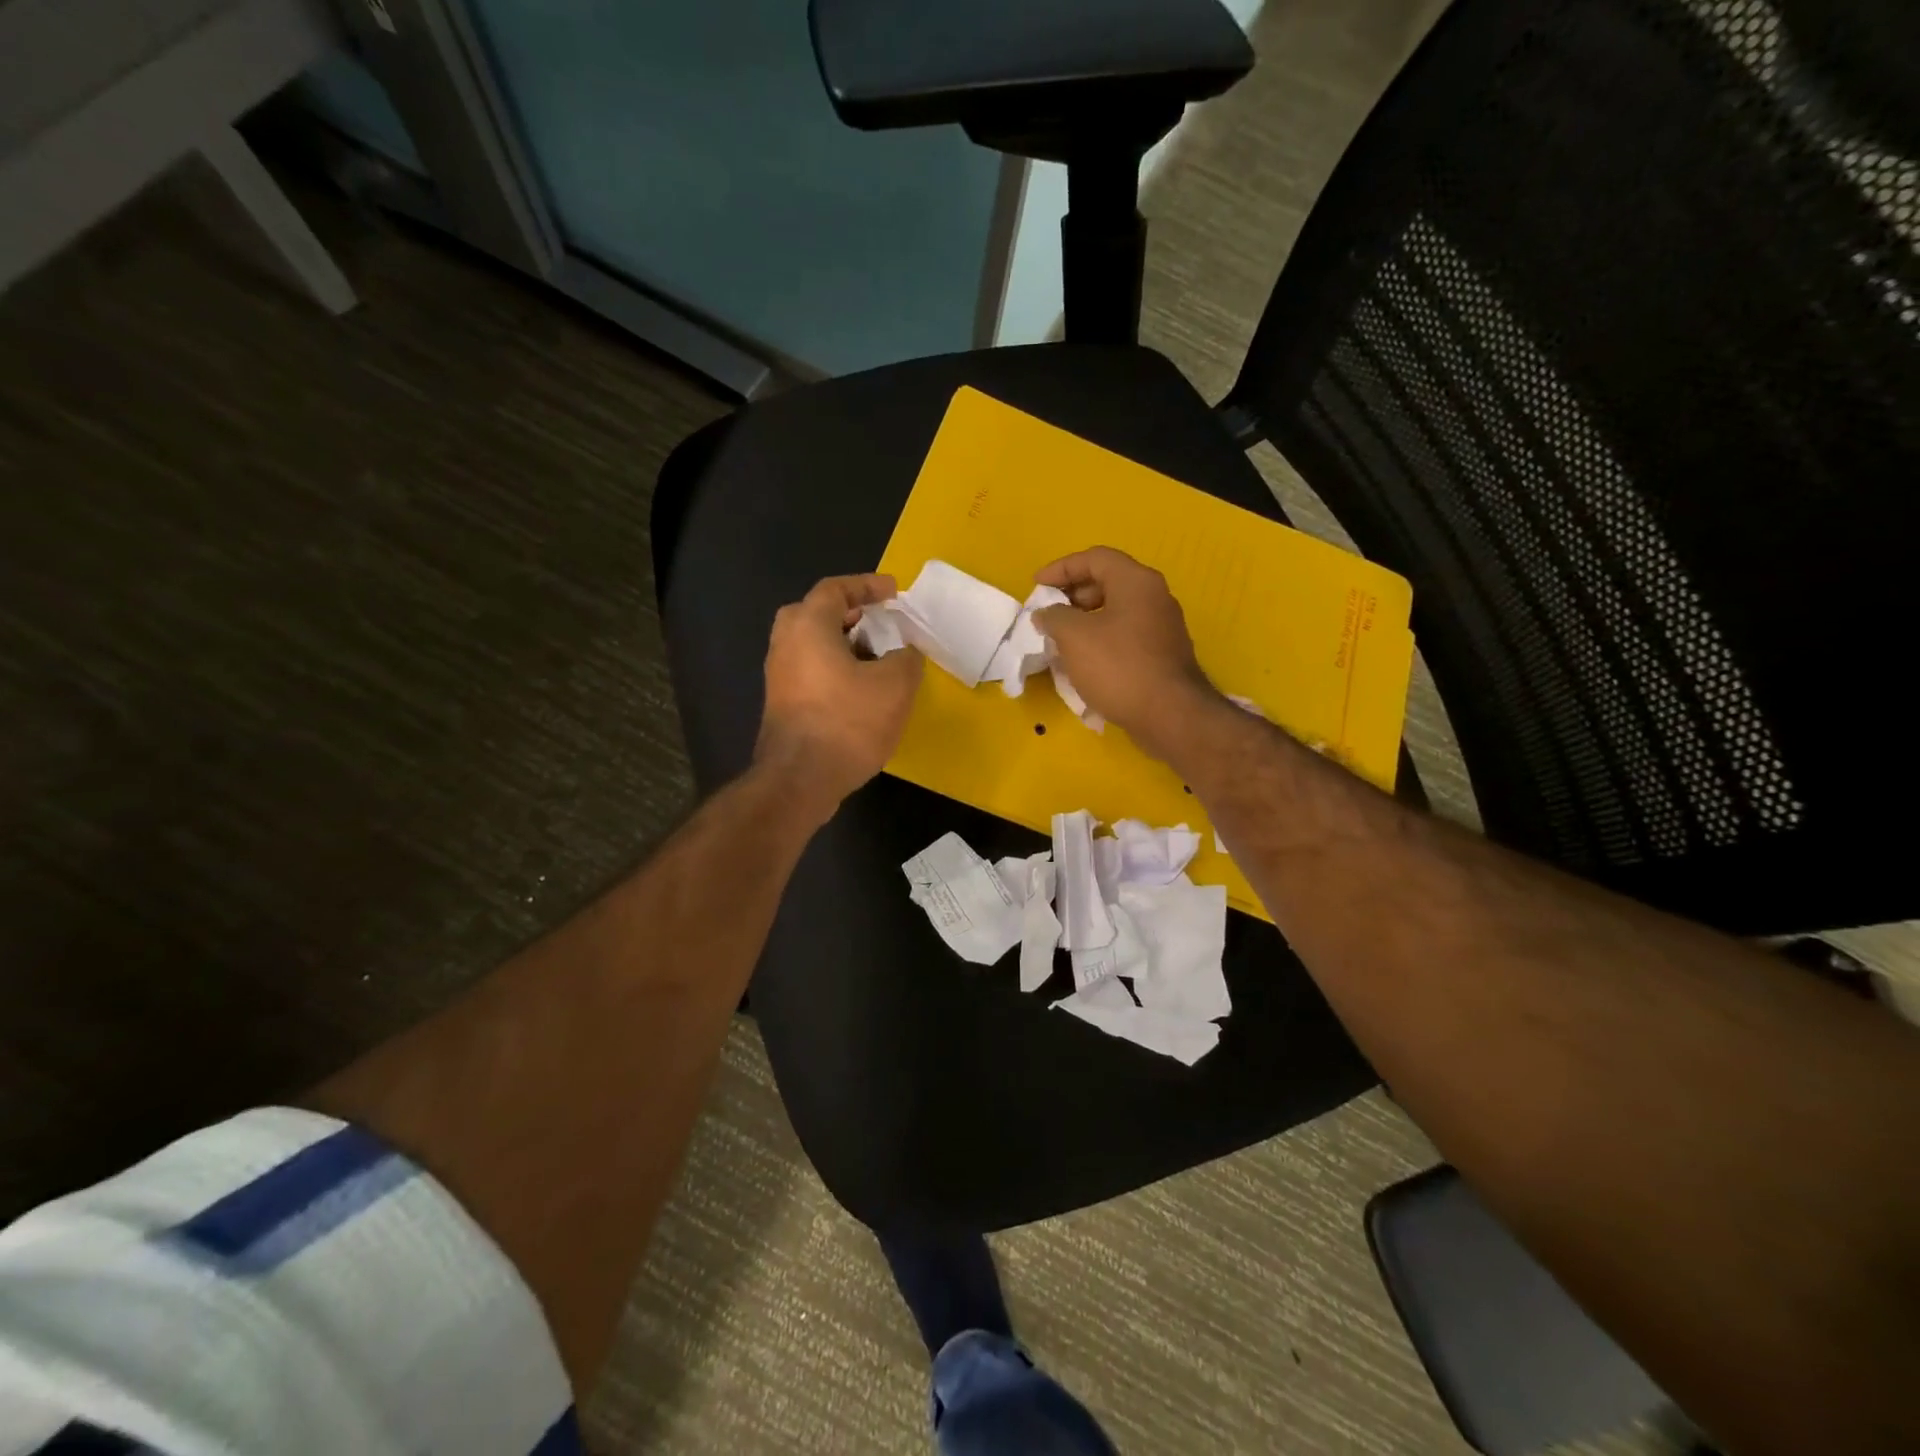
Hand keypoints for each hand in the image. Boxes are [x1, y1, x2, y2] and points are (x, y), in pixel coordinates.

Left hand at [756, 574, 923, 819]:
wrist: (800, 780)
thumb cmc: (848, 722)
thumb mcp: (895, 685)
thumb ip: (906, 658)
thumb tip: (904, 652)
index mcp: (808, 625)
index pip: (836, 589)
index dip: (867, 585)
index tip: (894, 592)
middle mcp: (785, 643)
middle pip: (816, 613)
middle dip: (850, 614)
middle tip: (878, 622)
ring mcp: (779, 676)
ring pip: (812, 645)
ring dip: (844, 644)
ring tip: (878, 658)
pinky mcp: (782, 704)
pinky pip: (810, 671)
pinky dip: (835, 668)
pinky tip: (861, 690)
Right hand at [1033, 547, 1214, 758]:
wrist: (1169, 715)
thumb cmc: (1119, 667)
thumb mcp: (1074, 637)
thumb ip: (1054, 617)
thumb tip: (1046, 613)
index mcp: (1136, 581)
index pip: (1094, 558)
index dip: (1061, 568)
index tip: (1036, 586)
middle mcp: (1154, 597)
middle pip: (1108, 582)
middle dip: (1073, 595)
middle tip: (1049, 614)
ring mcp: (1162, 627)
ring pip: (1116, 611)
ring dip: (1085, 620)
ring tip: (1060, 640)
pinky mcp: (1163, 654)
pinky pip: (1125, 635)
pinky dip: (1101, 639)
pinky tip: (1084, 661)